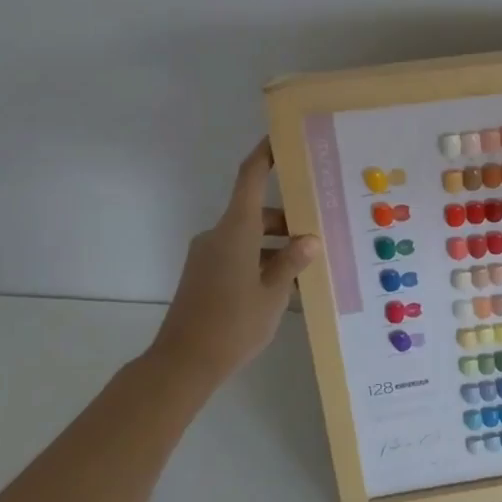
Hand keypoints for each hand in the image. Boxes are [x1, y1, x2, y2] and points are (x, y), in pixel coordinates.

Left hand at [152, 139, 318, 383]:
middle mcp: (218, 235)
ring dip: (276, 246)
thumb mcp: (273, 294)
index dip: (265, 153)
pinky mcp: (203, 275)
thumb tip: (309, 240)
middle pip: (256, 212)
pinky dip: (260, 261)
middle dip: (288, 220)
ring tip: (307, 268)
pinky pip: (238, 255)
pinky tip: (282, 287)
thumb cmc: (233, 324)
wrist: (182, 365)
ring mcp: (207, 256)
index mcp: (235, 231)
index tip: (281, 137)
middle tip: (320, 231)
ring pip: (249, 237)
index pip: (250, 177)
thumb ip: (291, 262)